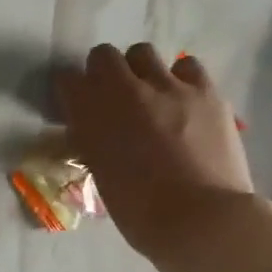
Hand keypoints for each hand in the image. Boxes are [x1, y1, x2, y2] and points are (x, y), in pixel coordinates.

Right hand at [55, 44, 254, 262]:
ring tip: (151, 95)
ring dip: (140, 70)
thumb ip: (93, 140)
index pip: (66, 79)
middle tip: (113, 96)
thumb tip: (94, 129)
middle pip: (103, 55)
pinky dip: (180, 78)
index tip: (77, 104)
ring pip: (143, 53)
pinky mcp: (205, 91)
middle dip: (104, 72)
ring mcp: (167, 86)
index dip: (71, 91)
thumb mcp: (100, 171)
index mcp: (89, 116)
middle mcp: (123, 90)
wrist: (200, 219)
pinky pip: (187, 66)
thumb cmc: (139, 210)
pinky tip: (184, 101)